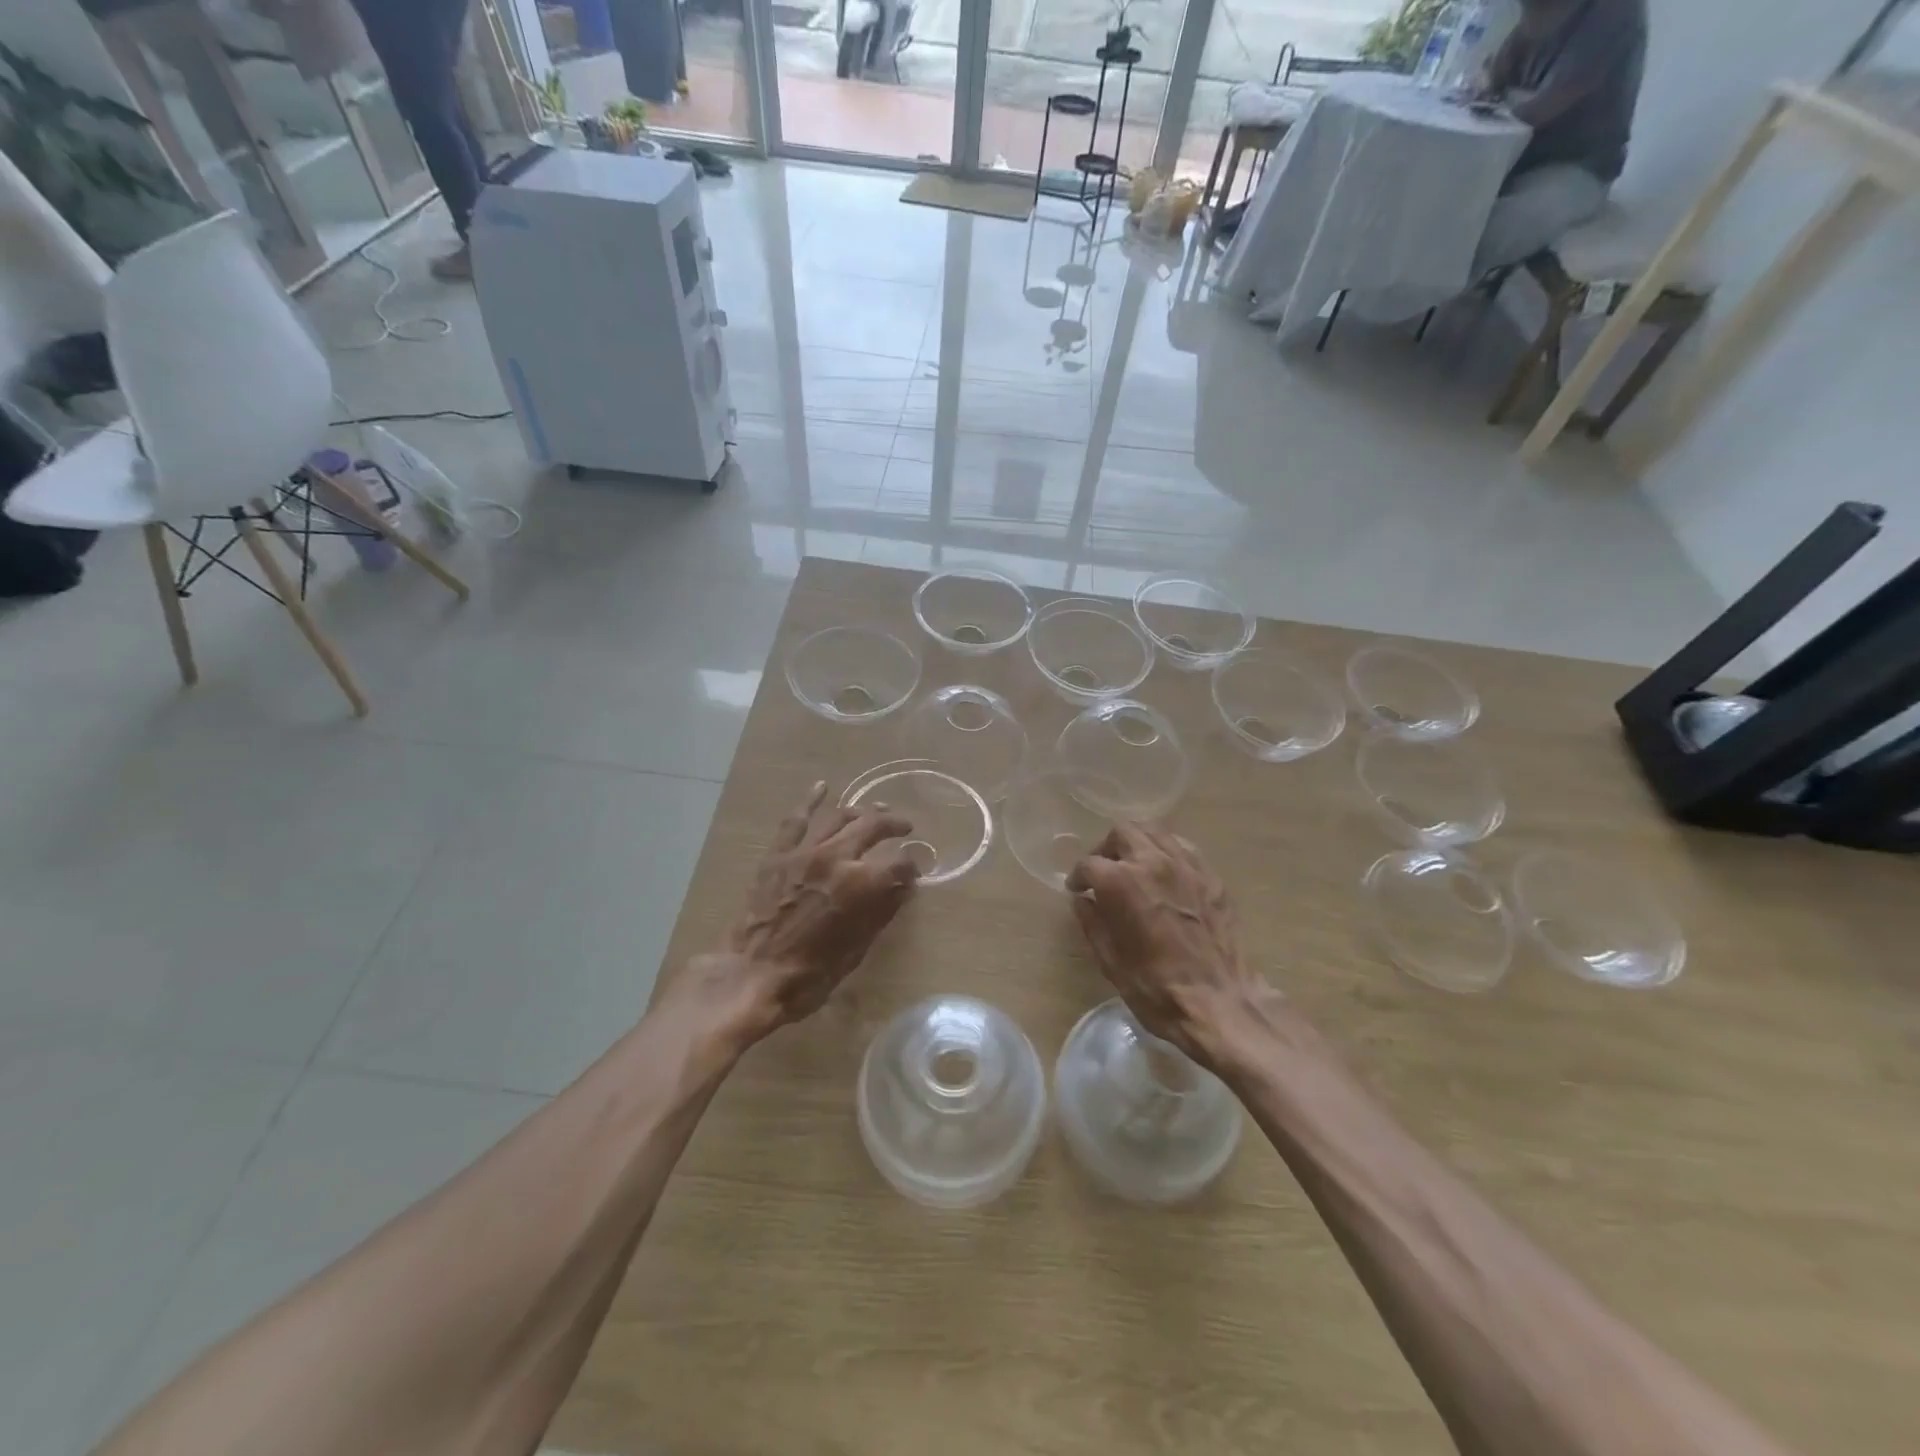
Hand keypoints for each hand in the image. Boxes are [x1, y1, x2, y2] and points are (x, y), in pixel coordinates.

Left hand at [689, 781, 917, 1040]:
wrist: (752, 975)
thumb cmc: (812, 973)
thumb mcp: (858, 948)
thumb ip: (883, 910)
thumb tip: (904, 886)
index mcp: (862, 884)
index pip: (900, 863)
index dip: (912, 865)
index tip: (916, 868)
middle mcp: (836, 857)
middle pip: (873, 827)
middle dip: (894, 825)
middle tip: (905, 827)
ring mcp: (805, 851)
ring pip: (839, 817)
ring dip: (861, 811)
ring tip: (874, 811)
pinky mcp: (779, 854)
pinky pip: (796, 820)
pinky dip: (810, 801)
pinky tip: (822, 787)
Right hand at [1065, 823, 1271, 1069]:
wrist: (1220, 1003)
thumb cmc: (1156, 988)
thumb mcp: (1110, 960)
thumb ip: (1092, 922)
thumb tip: (1082, 900)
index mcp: (1122, 882)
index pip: (1089, 864)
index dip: (1078, 877)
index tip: (1077, 890)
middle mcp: (1153, 862)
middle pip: (1122, 832)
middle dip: (1106, 849)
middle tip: (1103, 873)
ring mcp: (1186, 865)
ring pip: (1154, 831)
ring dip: (1137, 843)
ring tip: (1133, 867)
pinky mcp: (1211, 876)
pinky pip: (1183, 848)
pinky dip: (1166, 852)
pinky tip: (1164, 875)